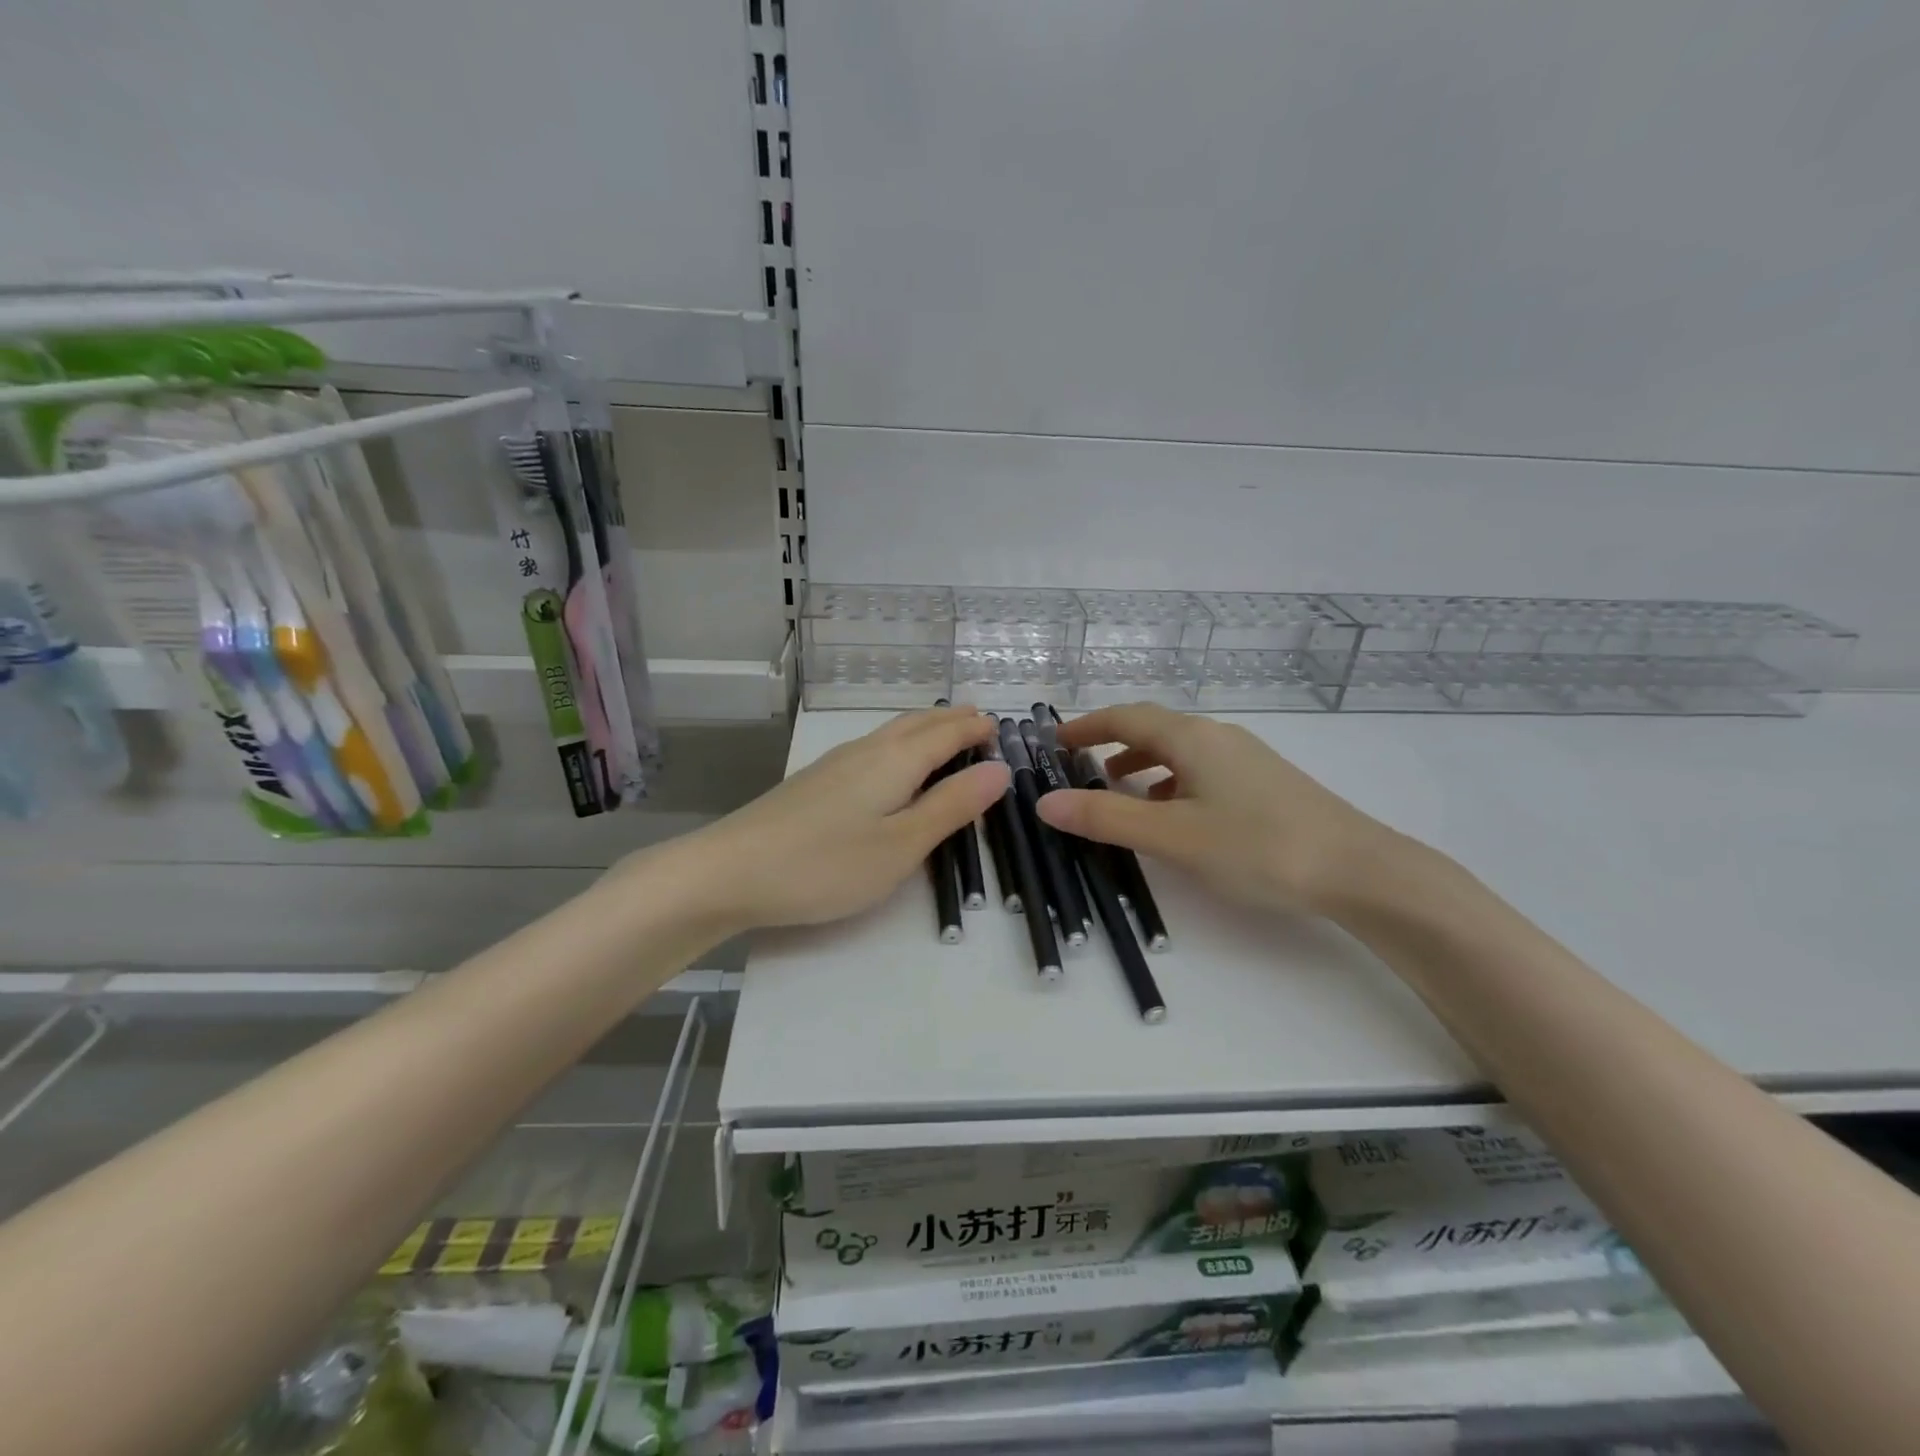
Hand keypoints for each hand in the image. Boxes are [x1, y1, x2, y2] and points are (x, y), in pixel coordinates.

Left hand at [676, 706, 1009, 931]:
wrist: (729, 871)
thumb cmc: (826, 864)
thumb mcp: (901, 845)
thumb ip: (951, 807)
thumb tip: (999, 771)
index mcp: (895, 761)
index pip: (946, 733)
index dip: (974, 728)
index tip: (999, 725)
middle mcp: (866, 751)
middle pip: (916, 724)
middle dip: (951, 720)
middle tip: (978, 720)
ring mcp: (835, 764)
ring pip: (891, 733)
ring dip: (924, 728)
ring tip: (943, 733)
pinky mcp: (814, 782)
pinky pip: (872, 748)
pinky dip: (899, 744)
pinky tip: (889, 762)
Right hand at [1036, 702, 1403, 914]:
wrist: (1358, 870)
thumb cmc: (1258, 847)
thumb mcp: (1172, 836)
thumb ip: (1106, 818)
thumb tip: (1045, 803)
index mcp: (1192, 738)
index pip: (1126, 717)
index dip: (1087, 726)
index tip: (1055, 740)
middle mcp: (1218, 737)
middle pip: (1154, 728)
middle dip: (1112, 742)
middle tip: (1079, 765)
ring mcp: (1246, 759)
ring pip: (1180, 750)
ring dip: (1142, 762)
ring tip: (1118, 788)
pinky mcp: (1264, 783)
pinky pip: (1202, 770)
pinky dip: (1172, 782)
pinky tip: (1173, 813)